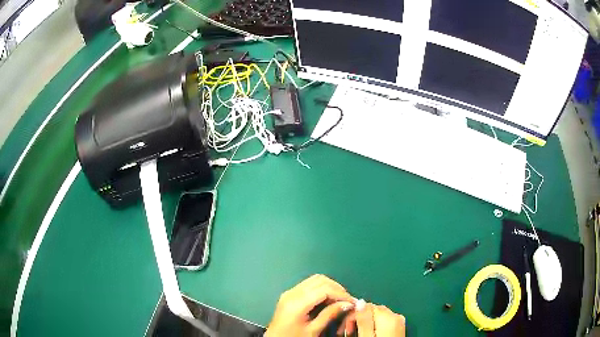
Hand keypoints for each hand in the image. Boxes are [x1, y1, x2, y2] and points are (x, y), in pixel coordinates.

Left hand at [265, 274, 354, 336]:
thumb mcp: (313, 330)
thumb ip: (329, 315)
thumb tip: (347, 304)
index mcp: (297, 303)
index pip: (324, 289)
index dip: (341, 294)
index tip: (352, 302)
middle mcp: (292, 293)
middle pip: (320, 280)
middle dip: (337, 288)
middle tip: (347, 301)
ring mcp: (289, 292)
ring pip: (315, 280)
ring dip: (330, 287)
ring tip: (339, 300)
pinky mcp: (289, 294)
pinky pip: (309, 285)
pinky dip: (322, 288)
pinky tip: (328, 299)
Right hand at [339, 303, 404, 335]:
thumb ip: (364, 319)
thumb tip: (359, 301)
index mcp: (389, 317)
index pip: (366, 306)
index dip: (351, 316)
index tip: (343, 330)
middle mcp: (396, 316)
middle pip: (371, 310)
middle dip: (356, 319)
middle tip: (345, 333)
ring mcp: (399, 322)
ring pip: (376, 315)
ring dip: (363, 323)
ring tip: (354, 335)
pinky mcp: (399, 328)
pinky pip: (383, 321)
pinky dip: (373, 325)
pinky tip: (366, 334)